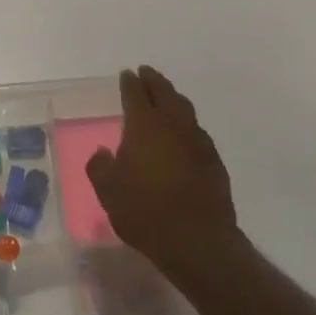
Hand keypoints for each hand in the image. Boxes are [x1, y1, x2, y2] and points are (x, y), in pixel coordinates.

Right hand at [86, 67, 237, 286]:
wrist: (198, 241)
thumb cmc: (146, 212)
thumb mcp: (109, 192)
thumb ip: (101, 167)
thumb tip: (103, 153)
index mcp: (145, 125)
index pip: (136, 93)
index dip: (130, 82)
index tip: (127, 74)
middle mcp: (173, 125)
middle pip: (164, 92)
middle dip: (154, 80)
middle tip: (146, 73)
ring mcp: (198, 141)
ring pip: (185, 109)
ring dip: (173, 98)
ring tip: (165, 97)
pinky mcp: (214, 161)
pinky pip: (197, 131)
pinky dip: (186, 124)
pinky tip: (183, 135)